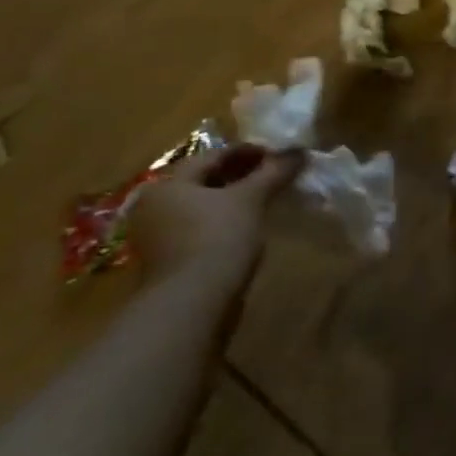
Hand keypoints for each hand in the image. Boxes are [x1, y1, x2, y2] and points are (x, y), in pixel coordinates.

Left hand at [126, 144, 303, 295]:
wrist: (191, 305)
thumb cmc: (217, 238)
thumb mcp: (251, 199)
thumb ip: (273, 172)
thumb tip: (299, 151)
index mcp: (169, 184)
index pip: (213, 155)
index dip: (249, 151)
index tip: (279, 155)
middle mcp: (156, 206)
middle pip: (206, 181)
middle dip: (241, 175)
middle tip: (275, 175)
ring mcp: (159, 237)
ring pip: (204, 207)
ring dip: (234, 200)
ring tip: (267, 200)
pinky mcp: (169, 262)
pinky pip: (201, 230)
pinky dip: (224, 223)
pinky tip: (249, 227)